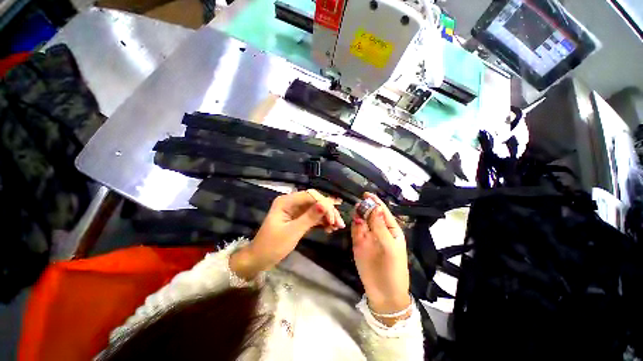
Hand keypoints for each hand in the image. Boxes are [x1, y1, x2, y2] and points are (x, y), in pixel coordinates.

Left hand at [230, 189, 344, 279]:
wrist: (259, 260)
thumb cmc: (272, 246)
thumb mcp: (292, 232)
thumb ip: (309, 218)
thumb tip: (325, 204)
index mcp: (286, 201)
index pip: (310, 196)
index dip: (324, 204)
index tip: (333, 218)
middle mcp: (291, 202)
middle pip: (314, 201)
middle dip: (328, 211)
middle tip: (339, 223)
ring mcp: (295, 210)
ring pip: (315, 209)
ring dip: (326, 217)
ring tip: (337, 227)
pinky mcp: (298, 219)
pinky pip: (312, 217)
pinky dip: (321, 222)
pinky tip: (329, 228)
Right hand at [352, 193, 410, 323]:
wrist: (383, 292)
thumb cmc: (393, 268)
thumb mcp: (389, 246)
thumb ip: (380, 227)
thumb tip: (375, 207)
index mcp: (391, 230)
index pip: (383, 212)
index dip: (376, 203)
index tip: (367, 194)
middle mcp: (379, 230)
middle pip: (371, 214)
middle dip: (366, 207)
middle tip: (360, 202)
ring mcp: (368, 236)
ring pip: (362, 221)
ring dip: (359, 214)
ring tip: (356, 209)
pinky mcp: (358, 243)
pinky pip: (356, 230)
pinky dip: (354, 224)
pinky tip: (354, 220)